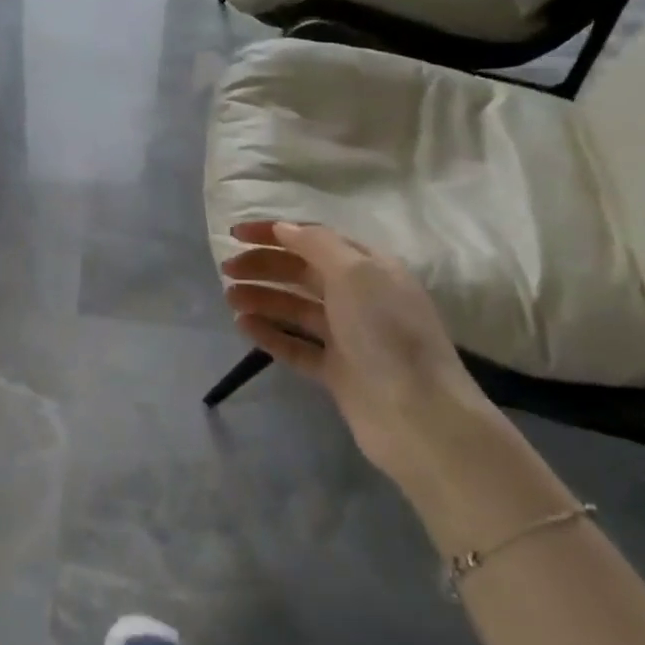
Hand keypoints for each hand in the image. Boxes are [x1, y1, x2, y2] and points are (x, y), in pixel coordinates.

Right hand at [220, 221, 504, 490]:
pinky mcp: (336, 371)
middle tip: (226, 270)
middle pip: (302, 273)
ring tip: (230, 298)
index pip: (314, 239)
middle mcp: (360, 298)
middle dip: (264, 266)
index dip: (274, 233)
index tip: (234, 234)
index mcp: (370, 268)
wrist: (418, 415)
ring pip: (295, 309)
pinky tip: (243, 325)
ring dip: (262, 298)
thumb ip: (317, 245)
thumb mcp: (356, 273)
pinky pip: (295, 346)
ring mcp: (348, 337)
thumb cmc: (387, 333)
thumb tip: (283, 228)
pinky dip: (270, 333)